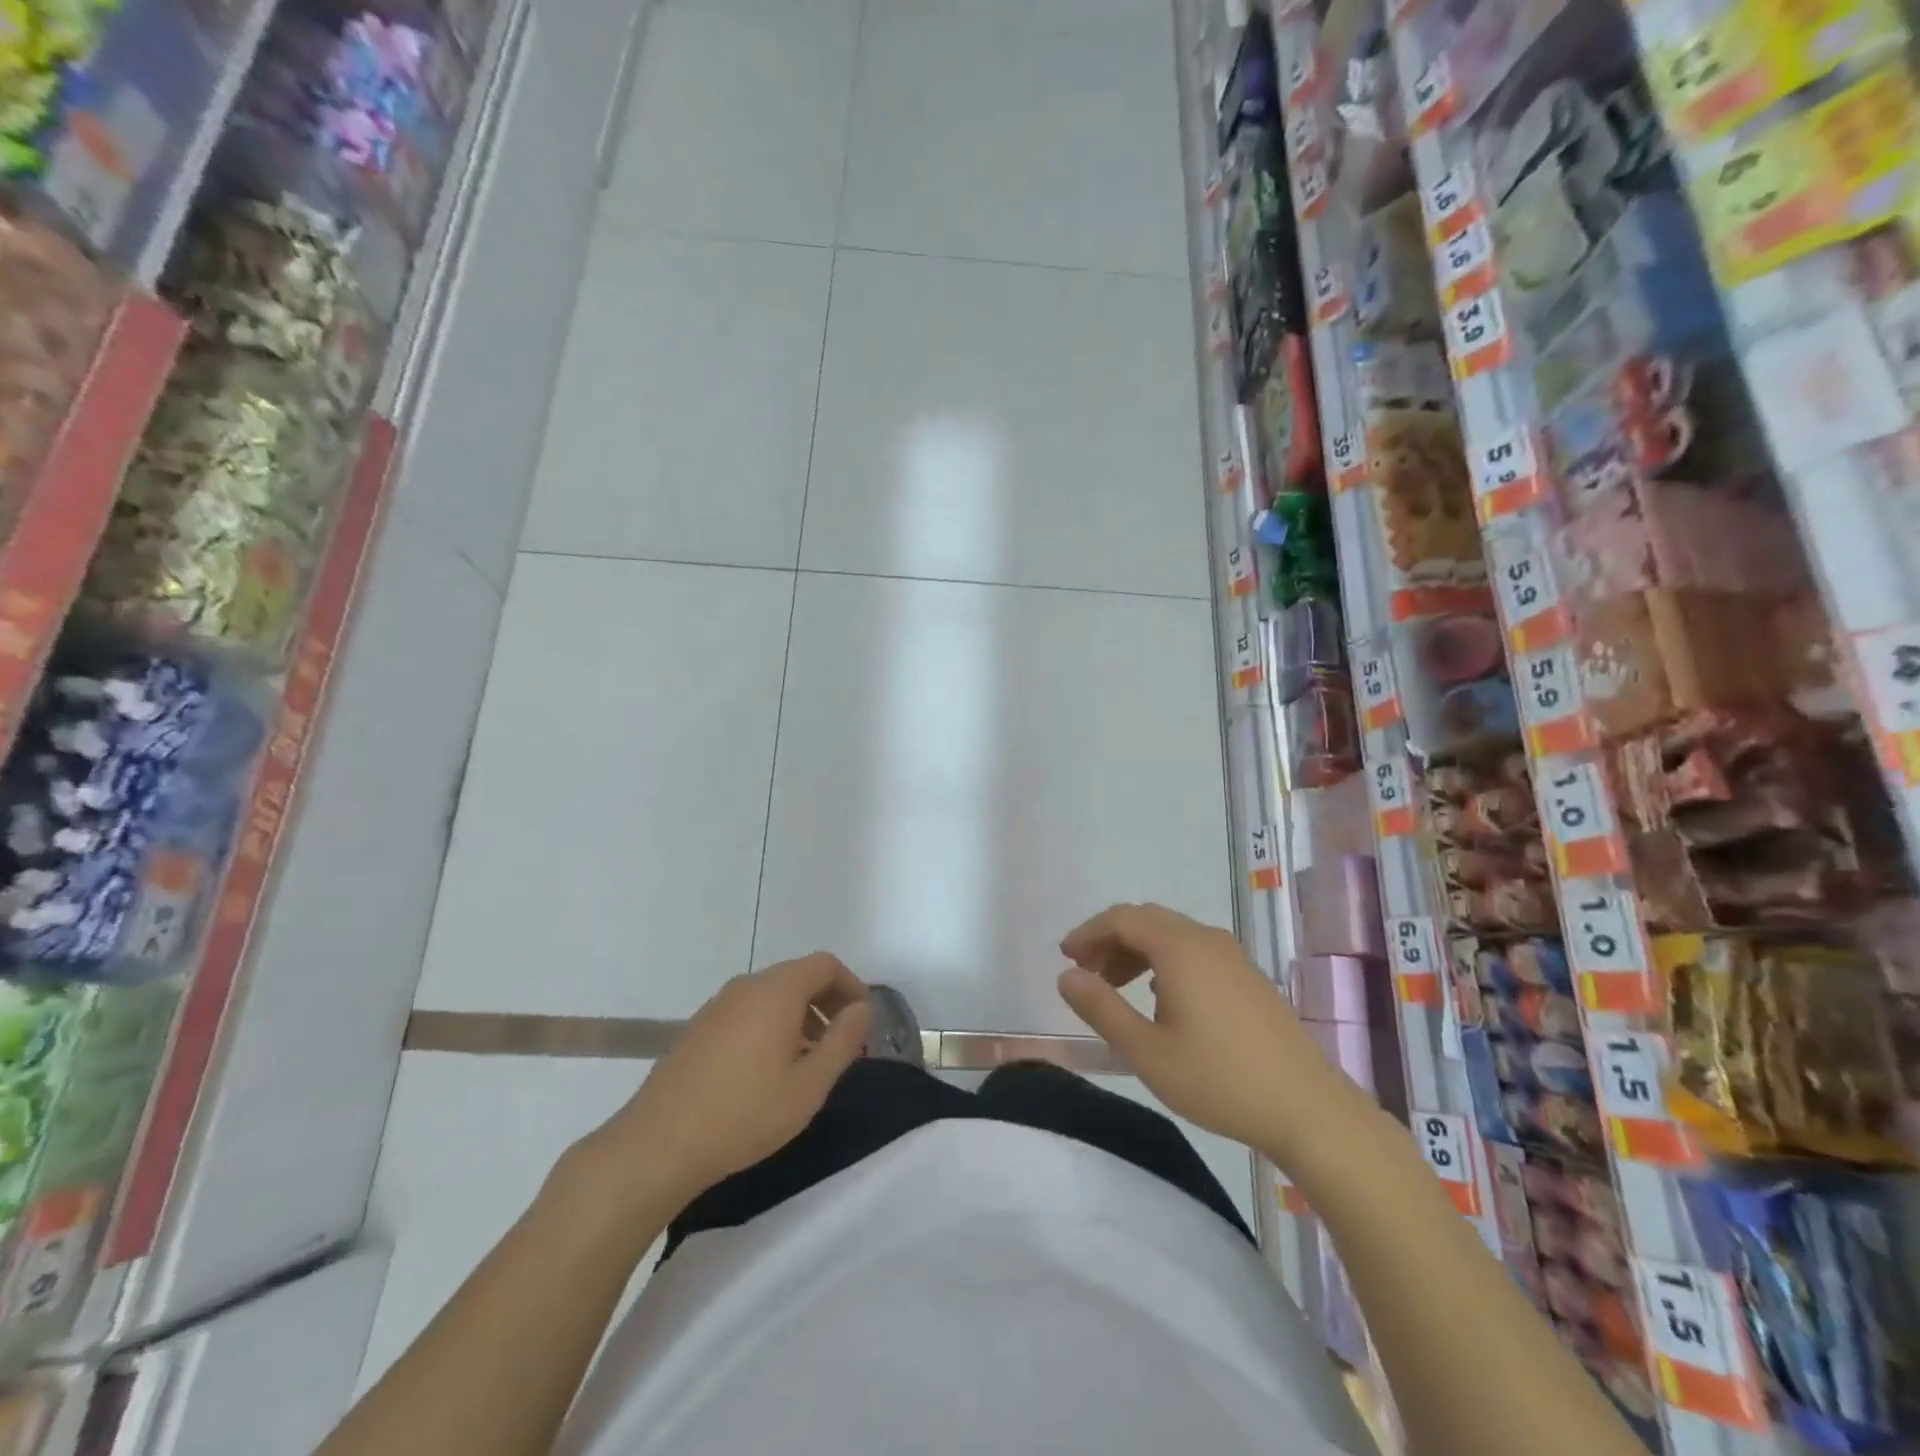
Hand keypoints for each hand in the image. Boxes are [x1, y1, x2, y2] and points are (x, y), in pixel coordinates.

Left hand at [582, 954, 872, 1211]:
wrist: (657, 1145)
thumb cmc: (744, 1114)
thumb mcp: (809, 1085)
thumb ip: (843, 1041)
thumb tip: (863, 1009)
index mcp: (777, 990)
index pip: (825, 964)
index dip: (852, 986)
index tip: (863, 1023)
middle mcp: (747, 986)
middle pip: (799, 977)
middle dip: (828, 1004)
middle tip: (842, 1047)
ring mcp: (718, 1005)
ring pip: (772, 996)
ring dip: (800, 1018)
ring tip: (808, 1065)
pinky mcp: (698, 1028)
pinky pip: (748, 1012)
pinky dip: (771, 1027)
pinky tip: (768, 1073)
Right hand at [1057, 904, 1366, 1158]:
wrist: (1307, 1108)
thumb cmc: (1219, 1080)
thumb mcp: (1147, 1051)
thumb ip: (1101, 1008)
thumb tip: (1066, 976)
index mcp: (1179, 948)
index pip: (1122, 918)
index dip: (1088, 932)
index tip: (1065, 957)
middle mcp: (1206, 939)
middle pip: (1147, 920)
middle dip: (1110, 940)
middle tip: (1087, 974)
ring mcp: (1233, 956)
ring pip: (1172, 935)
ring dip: (1137, 951)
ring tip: (1117, 988)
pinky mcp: (1248, 976)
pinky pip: (1194, 950)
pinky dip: (1165, 961)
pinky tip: (1161, 999)